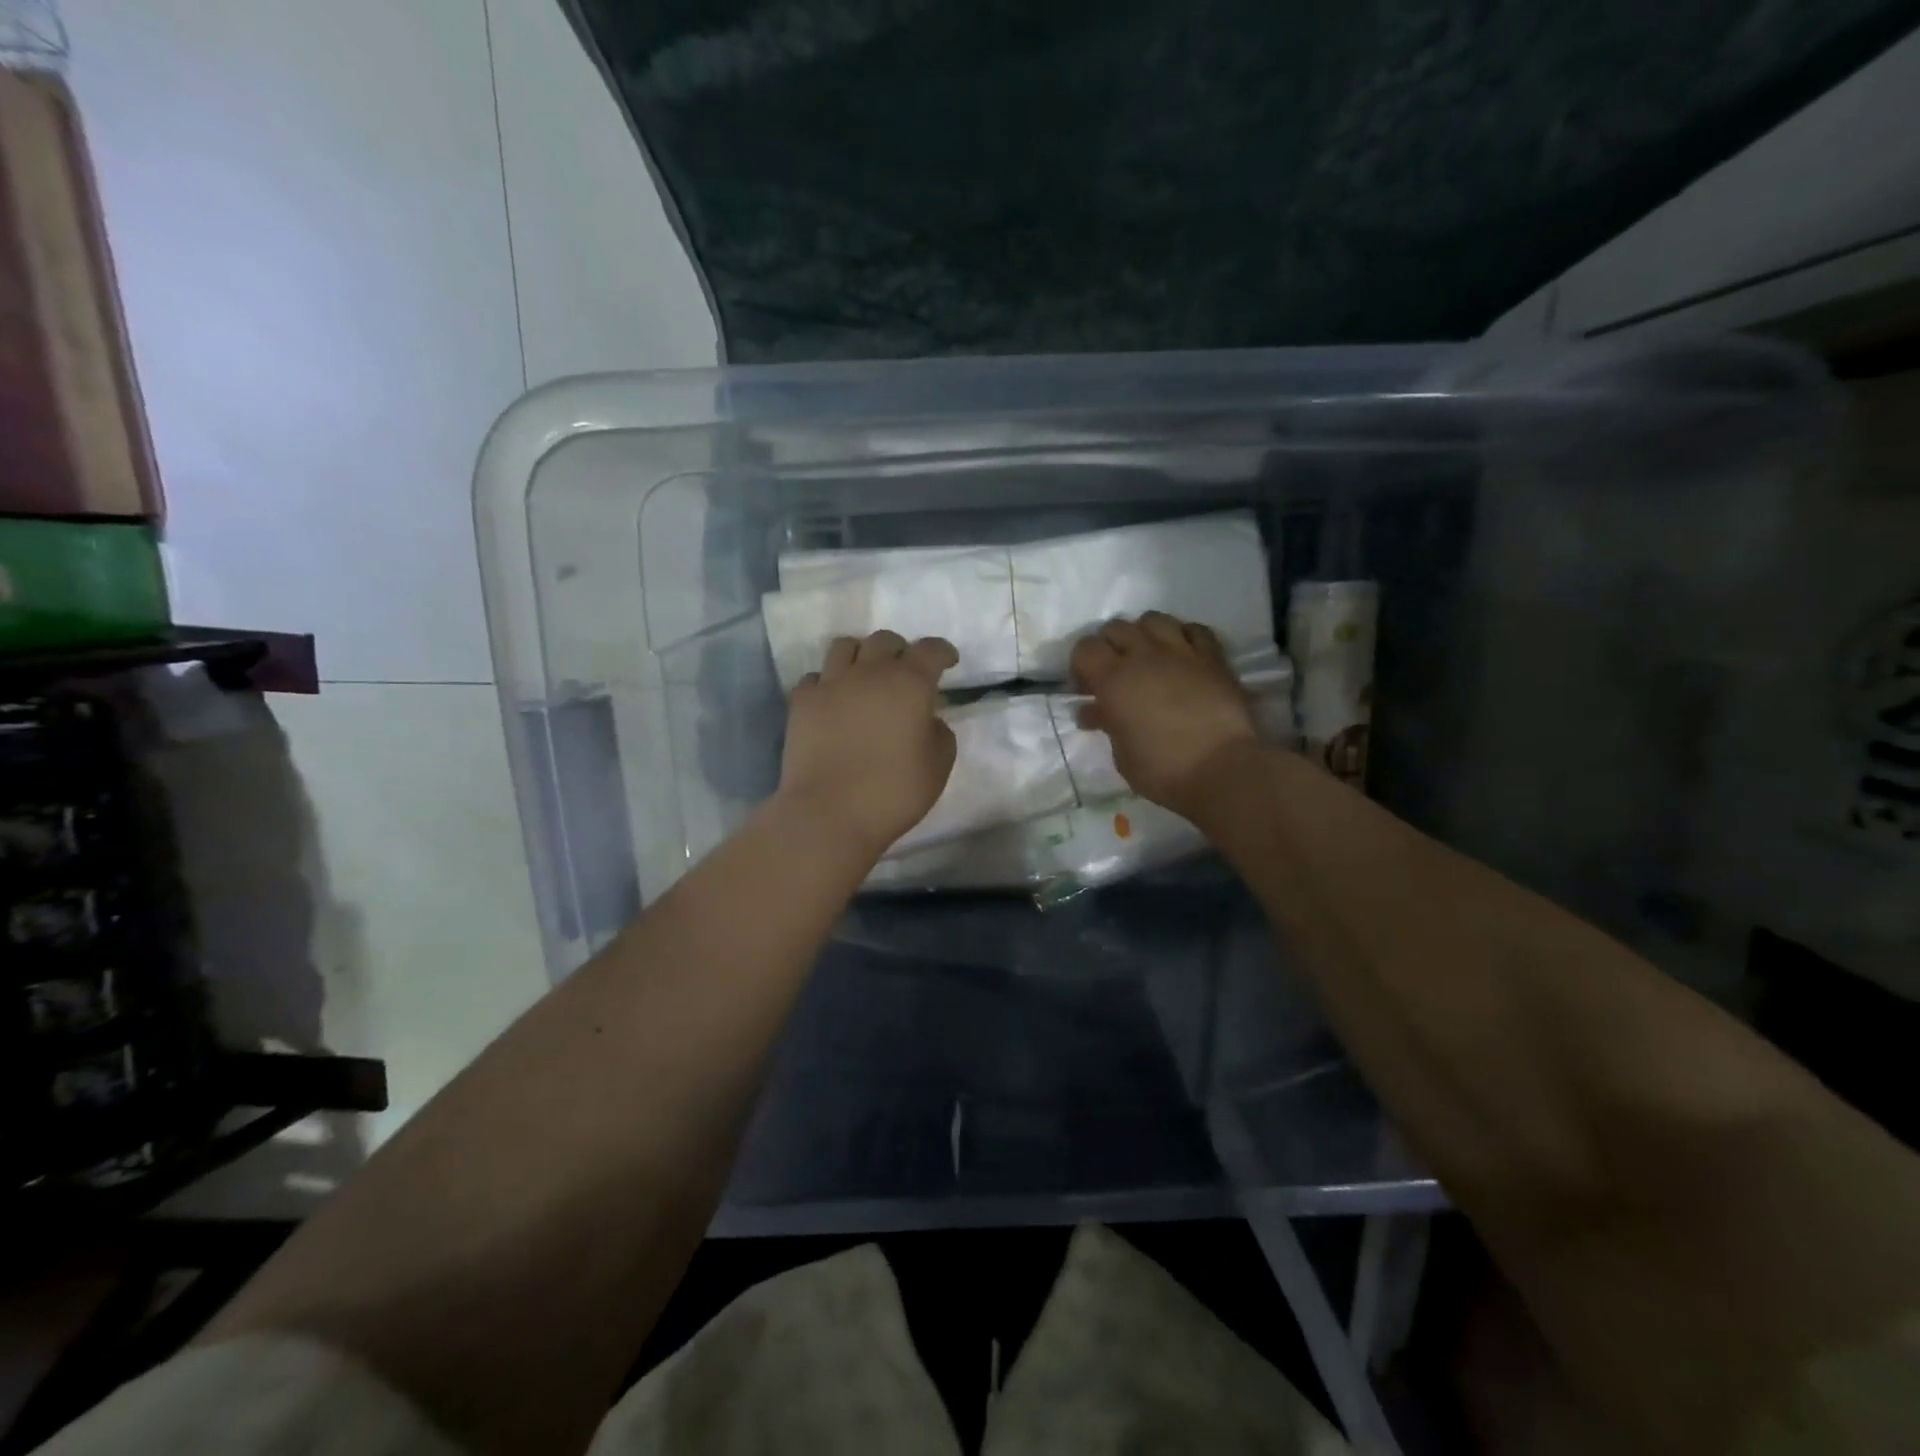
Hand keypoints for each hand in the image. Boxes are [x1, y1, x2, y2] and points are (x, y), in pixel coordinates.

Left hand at [776, 631, 958, 854]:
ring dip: (861, 655)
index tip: (948, 661)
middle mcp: (869, 672)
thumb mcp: (938, 766)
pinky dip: (828, 683)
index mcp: (909, 683)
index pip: (930, 650)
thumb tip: (927, 719)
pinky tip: (833, 700)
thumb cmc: (893, 792)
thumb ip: (939, 733)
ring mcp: (831, 684)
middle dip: (900, 651)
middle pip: (885, 640)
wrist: (829, 812)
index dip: (943, 652)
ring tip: (865, 675)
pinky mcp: (801, 702)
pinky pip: (815, 677)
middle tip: (905, 671)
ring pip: (845, 646)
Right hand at [1070, 613, 1258, 816]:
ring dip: (1144, 634)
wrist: (1223, 771)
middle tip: (1115, 674)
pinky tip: (1182, 654)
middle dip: (1109, 646)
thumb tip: (1092, 710)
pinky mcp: (1213, 658)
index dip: (1081, 665)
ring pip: (1153, 619)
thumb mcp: (1121, 753)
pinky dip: (1182, 636)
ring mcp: (1181, 652)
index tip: (1087, 689)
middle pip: (1116, 627)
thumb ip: (1106, 723)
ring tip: (1148, 657)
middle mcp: (1144, 656)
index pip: (1085, 648)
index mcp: (1114, 680)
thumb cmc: (1162, 770)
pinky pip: (1194, 629)